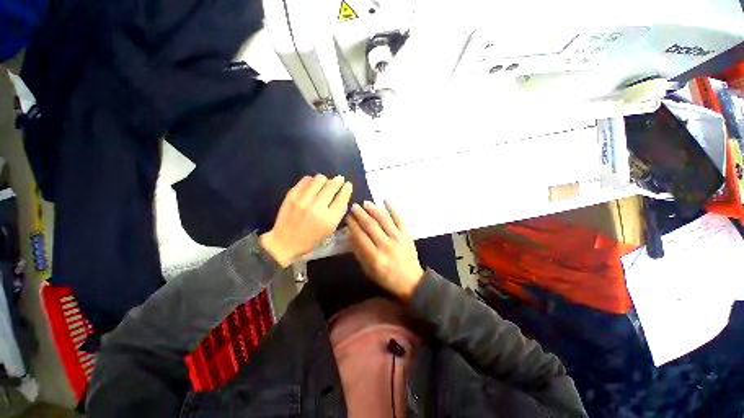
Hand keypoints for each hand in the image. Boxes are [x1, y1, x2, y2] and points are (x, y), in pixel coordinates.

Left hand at [261, 175, 352, 266]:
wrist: (285, 241)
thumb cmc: (312, 237)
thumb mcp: (331, 229)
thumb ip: (340, 211)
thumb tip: (344, 193)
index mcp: (329, 219)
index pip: (342, 197)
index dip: (347, 188)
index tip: (348, 184)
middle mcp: (317, 207)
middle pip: (332, 185)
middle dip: (338, 181)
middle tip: (339, 180)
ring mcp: (303, 199)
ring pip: (319, 179)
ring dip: (325, 180)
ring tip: (324, 185)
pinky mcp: (291, 195)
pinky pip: (306, 179)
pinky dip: (312, 180)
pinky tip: (312, 186)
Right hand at [347, 200, 423, 300]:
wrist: (412, 281)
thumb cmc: (387, 278)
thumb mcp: (369, 270)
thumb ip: (359, 253)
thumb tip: (351, 235)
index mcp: (375, 257)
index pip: (360, 237)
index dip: (352, 225)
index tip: (348, 218)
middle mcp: (386, 246)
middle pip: (371, 226)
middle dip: (360, 214)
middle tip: (354, 207)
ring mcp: (398, 238)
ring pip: (384, 219)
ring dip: (373, 209)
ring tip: (365, 203)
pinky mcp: (407, 235)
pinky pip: (399, 218)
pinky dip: (392, 208)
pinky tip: (385, 200)